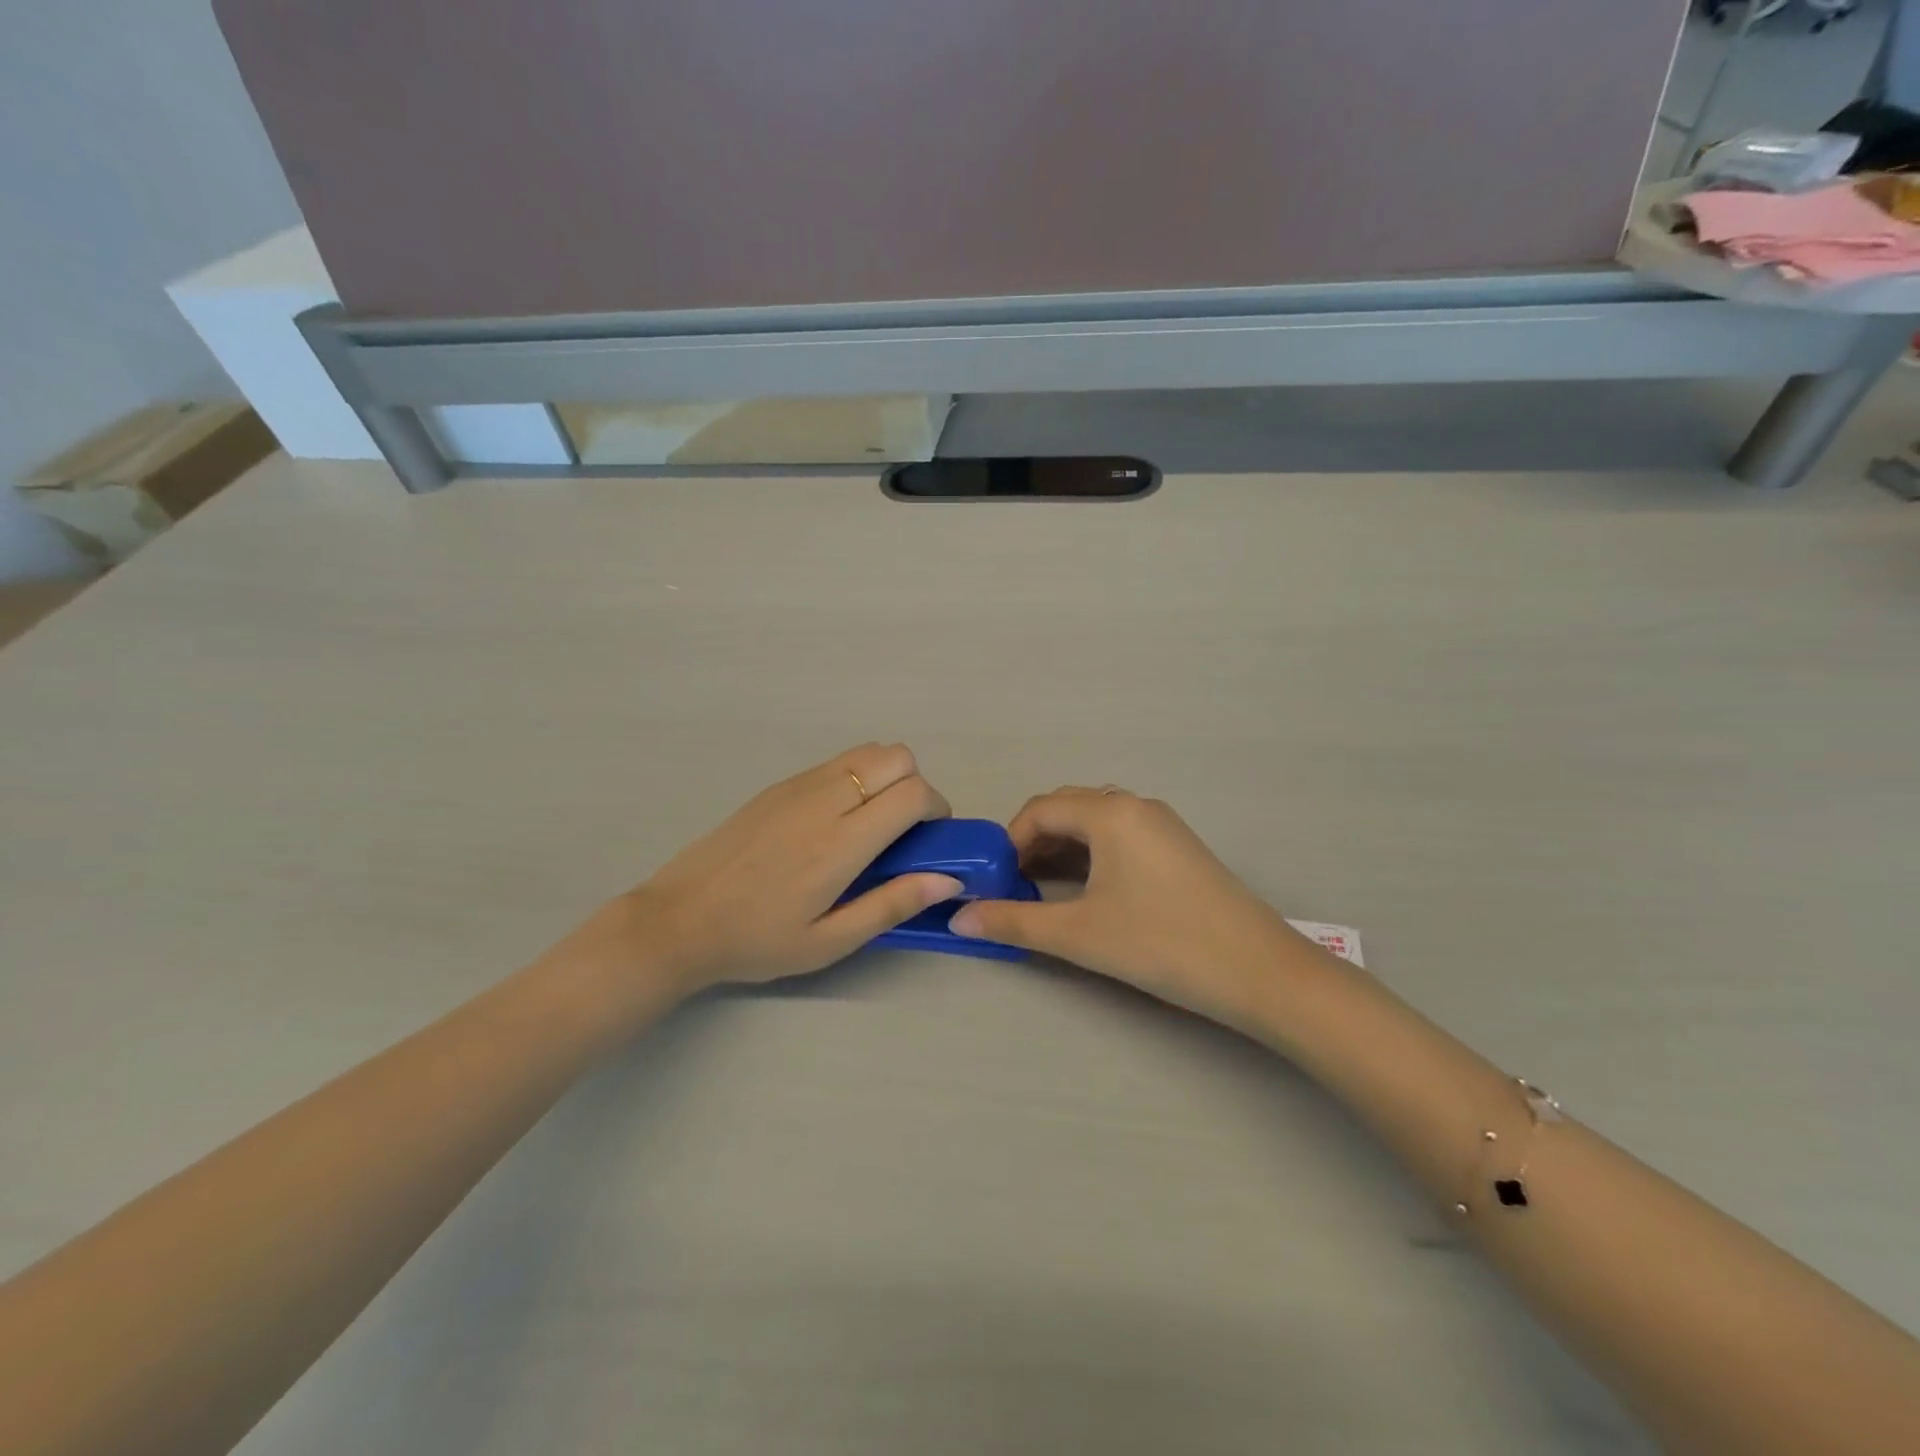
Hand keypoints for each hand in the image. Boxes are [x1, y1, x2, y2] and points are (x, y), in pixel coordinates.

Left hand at [570, 744, 961, 997]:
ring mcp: (798, 786)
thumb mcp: (829, 942)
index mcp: (841, 843)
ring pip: (867, 750)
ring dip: (887, 776)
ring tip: (872, 823)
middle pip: (896, 756)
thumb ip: (891, 905)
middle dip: (916, 786)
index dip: (936, 809)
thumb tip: (948, 878)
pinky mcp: (779, 785)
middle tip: (905, 830)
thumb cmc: (757, 940)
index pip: (912, 793)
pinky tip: (836, 821)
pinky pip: (836, 762)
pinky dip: (856, 777)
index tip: (931, 839)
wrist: (679, 919)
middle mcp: (825, 800)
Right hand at [949, 788, 1311, 1020]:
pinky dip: (1094, 855)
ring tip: (1046, 890)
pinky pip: (1123, 836)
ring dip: (1065, 848)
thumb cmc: (1160, 942)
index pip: (1041, 809)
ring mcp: (1163, 825)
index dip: (1010, 841)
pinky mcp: (1180, 848)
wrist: (1258, 971)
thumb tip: (960, 919)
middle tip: (1016, 885)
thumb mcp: (1078, 934)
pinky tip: (1091, 892)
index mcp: (1110, 812)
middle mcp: (1136, 806)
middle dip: (1035, 842)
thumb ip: (1015, 921)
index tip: (997, 880)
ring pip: (1097, 822)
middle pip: (1069, 809)